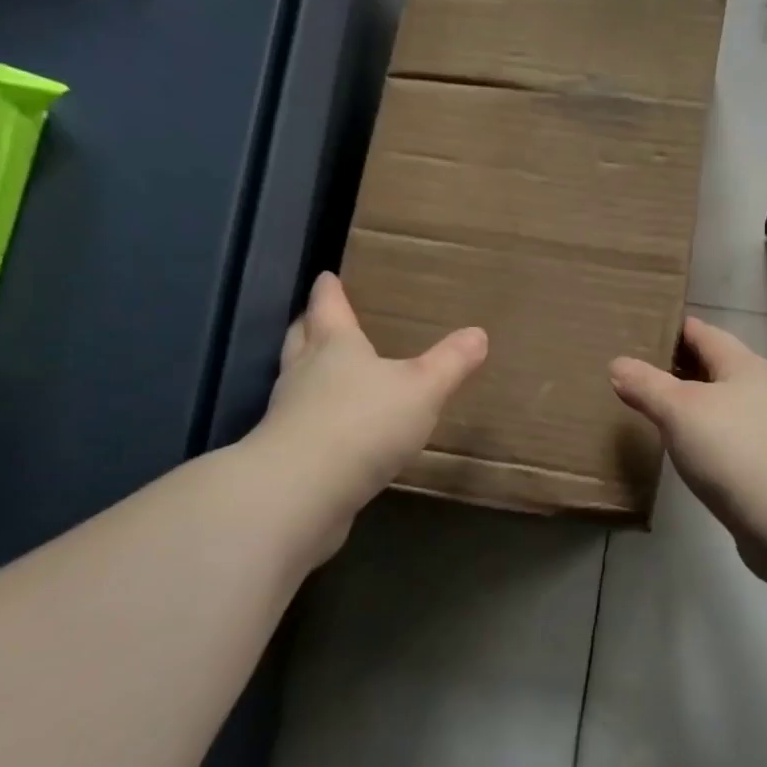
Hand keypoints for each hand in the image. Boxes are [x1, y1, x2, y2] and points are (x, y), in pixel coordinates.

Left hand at [246, 272, 486, 546]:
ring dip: (306, 370)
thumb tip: (478, 334)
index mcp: (335, 347)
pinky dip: (313, 416)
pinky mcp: (287, 454)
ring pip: (295, 380)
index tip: (326, 276)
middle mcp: (305, 373)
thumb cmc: (364, 423)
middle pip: (302, 339)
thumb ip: (450, 363)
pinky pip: (300, 422)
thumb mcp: (422, 389)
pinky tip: (333, 429)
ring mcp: (289, 414)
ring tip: (324, 369)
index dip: (329, 291)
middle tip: (316, 316)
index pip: (329, 308)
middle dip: (310, 326)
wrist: (302, 490)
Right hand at [610, 316, 766, 573]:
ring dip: (694, 402)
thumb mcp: (679, 412)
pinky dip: (707, 432)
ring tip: (657, 411)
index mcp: (745, 364)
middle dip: (680, 367)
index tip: (639, 333)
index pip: (703, 332)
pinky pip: (731, 433)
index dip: (671, 329)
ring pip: (724, 401)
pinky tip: (688, 448)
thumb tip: (618, 364)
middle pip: (716, 365)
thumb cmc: (733, 451)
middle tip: (639, 373)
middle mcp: (764, 387)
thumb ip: (647, 385)